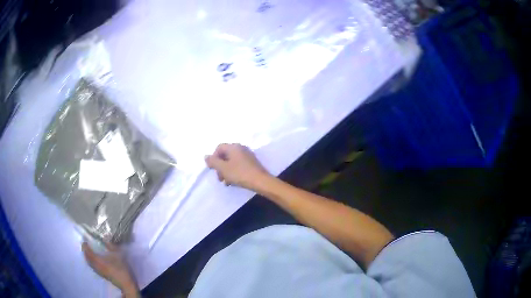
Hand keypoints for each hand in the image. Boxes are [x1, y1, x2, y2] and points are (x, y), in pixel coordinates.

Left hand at [82, 242, 138, 297]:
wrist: (126, 283)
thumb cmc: (121, 268)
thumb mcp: (118, 255)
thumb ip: (111, 246)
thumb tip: (106, 240)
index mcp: (98, 260)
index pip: (87, 252)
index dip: (85, 246)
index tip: (85, 241)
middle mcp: (96, 265)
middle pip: (87, 258)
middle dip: (85, 251)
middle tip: (86, 246)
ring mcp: (98, 271)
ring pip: (89, 263)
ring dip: (87, 257)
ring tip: (89, 252)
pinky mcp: (102, 275)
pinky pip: (92, 266)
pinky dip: (91, 262)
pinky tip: (95, 261)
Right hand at [205, 143, 269, 189]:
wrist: (261, 181)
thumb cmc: (240, 173)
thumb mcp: (223, 168)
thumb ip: (213, 162)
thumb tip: (206, 156)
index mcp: (234, 147)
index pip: (219, 148)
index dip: (214, 158)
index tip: (213, 169)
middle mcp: (241, 148)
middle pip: (225, 155)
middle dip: (220, 166)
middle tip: (219, 178)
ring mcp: (247, 155)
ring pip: (231, 161)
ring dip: (226, 171)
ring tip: (226, 182)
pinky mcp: (251, 163)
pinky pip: (238, 165)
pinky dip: (234, 172)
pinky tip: (233, 181)